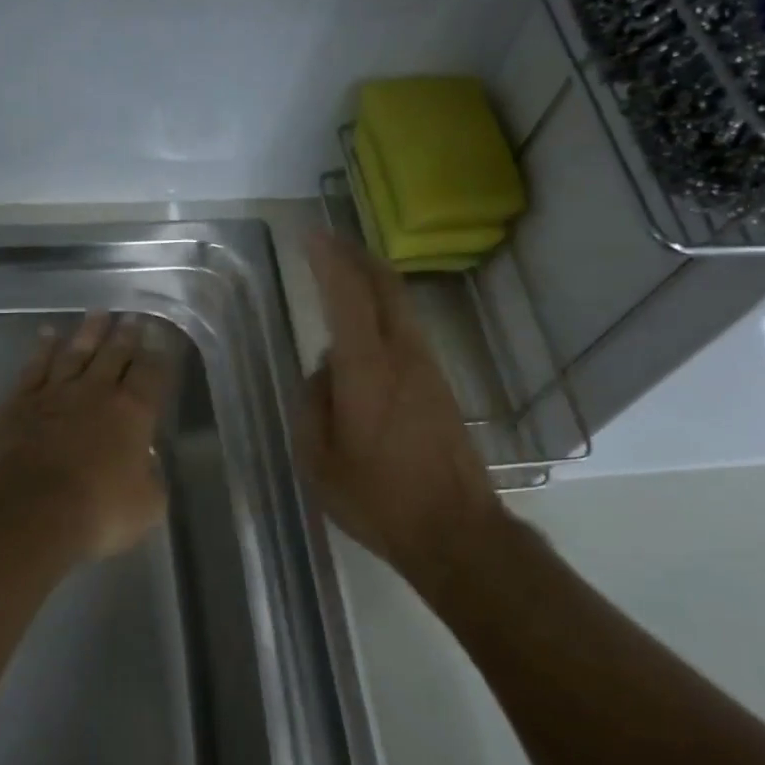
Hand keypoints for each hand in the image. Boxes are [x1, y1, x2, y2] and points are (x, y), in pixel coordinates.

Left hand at [0, 311, 168, 562]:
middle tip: (132, 317)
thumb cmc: (96, 512)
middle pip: (114, 355)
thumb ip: (151, 479)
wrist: (26, 511)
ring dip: (88, 333)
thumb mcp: (146, 506)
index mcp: (133, 413)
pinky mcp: (18, 403)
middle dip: (126, 335)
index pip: (152, 374)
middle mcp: (95, 393)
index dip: (159, 354)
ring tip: (98, 314)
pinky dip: (42, 349)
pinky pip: (34, 367)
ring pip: (75, 353)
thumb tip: (145, 464)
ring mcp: (54, 394)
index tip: (161, 337)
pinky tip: (47, 335)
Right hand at [298, 233, 508, 583]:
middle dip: (357, 257)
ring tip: (345, 276)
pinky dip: (384, 315)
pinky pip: (408, 334)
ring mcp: (428, 370)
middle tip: (330, 242)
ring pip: (401, 308)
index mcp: (367, 370)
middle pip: (386, 287)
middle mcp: (403, 357)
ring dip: (373, 284)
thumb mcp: (318, 460)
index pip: (347, 297)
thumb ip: (312, 405)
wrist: (454, 529)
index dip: (328, 260)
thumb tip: (323, 372)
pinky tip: (366, 332)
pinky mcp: (441, 387)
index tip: (310, 235)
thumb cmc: (376, 499)